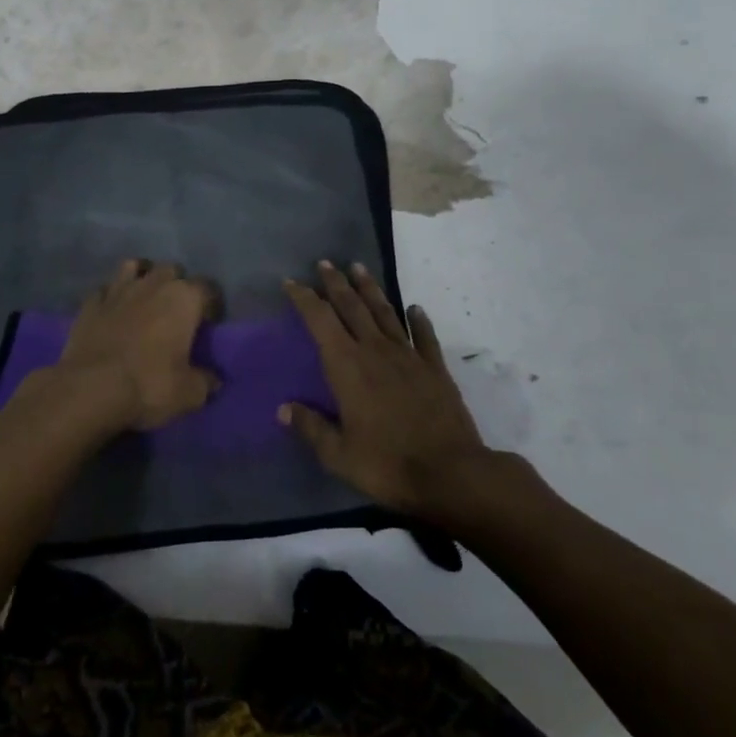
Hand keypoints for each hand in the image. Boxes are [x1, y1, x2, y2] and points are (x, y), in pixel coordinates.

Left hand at [43, 259, 218, 432]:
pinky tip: (113, 310)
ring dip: (143, 277)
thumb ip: (205, 382)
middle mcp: (153, 284)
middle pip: (172, 270)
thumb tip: (213, 380)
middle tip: (177, 311)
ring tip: (145, 298)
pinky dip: (112, 296)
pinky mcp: (91, 302)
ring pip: (135, 267)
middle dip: (177, 285)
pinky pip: (106, 289)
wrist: (91, 388)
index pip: (207, 288)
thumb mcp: (189, 393)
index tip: (208, 323)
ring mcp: (119, 289)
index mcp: (184, 298)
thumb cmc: (149, 384)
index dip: (211, 304)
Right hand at [279, 261, 490, 517]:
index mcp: (347, 366)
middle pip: (352, 306)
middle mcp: (375, 351)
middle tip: (325, 263)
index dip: (304, 298)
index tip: (291, 282)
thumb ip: (311, 428)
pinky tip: (415, 308)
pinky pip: (424, 336)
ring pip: (385, 313)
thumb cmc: (388, 464)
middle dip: (336, 283)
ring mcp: (408, 356)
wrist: (452, 473)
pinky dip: (418, 320)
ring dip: (370, 289)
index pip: (320, 320)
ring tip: (359, 267)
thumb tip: (283, 409)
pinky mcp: (435, 368)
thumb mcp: (339, 455)